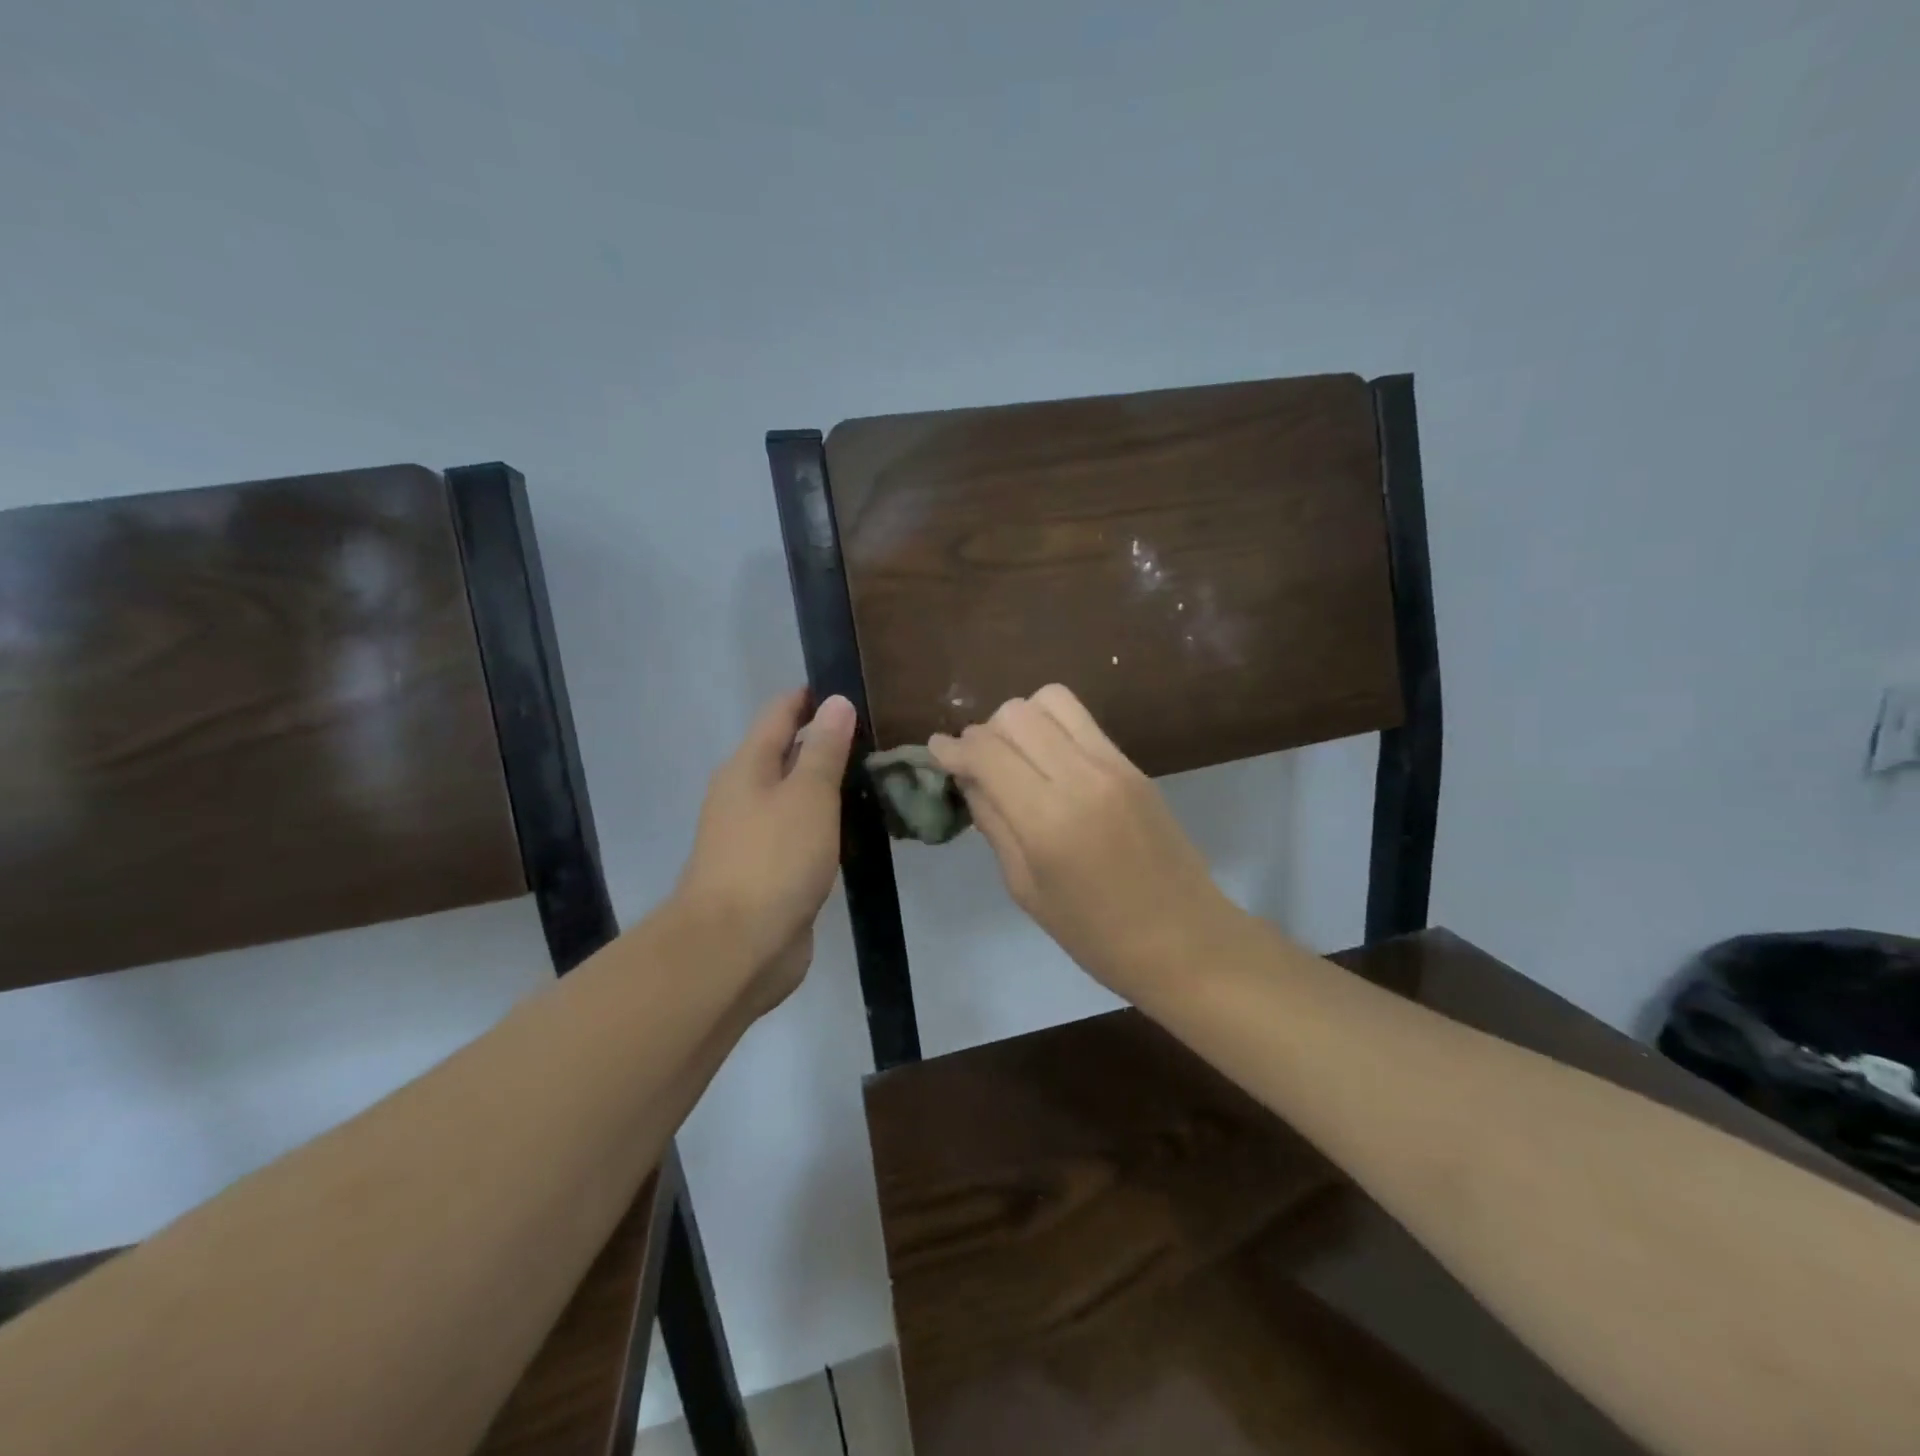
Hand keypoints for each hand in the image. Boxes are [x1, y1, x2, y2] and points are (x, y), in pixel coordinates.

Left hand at [675, 689, 855, 1015]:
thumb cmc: (773, 860)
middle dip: (823, 741)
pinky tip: (854, 827)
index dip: (810, 698)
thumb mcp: (808, 796)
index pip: (779, 714)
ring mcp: (754, 837)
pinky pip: (800, 833)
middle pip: (785, 754)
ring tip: (873, 776)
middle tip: (875, 734)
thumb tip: (835, 702)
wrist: (736, 947)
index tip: (849, 689)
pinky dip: (824, 823)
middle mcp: (745, 796)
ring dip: (825, 785)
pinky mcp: (769, 873)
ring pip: (794, 797)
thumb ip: (824, 750)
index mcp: (747, 768)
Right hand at [929, 684, 1237, 1000]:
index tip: (936, 751)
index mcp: (1048, 820)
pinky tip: (1049, 762)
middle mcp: (1081, 777)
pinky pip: (1083, 721)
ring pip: (1051, 700)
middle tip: (979, 765)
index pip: (987, 752)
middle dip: (985, 732)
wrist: (1185, 940)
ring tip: (1016, 756)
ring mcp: (1114, 764)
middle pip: (1016, 714)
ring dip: (1021, 720)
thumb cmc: (1096, 935)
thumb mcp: (1026, 889)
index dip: (953, 748)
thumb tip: (970, 778)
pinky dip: (1053, 727)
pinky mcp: (1134, 764)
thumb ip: (994, 824)